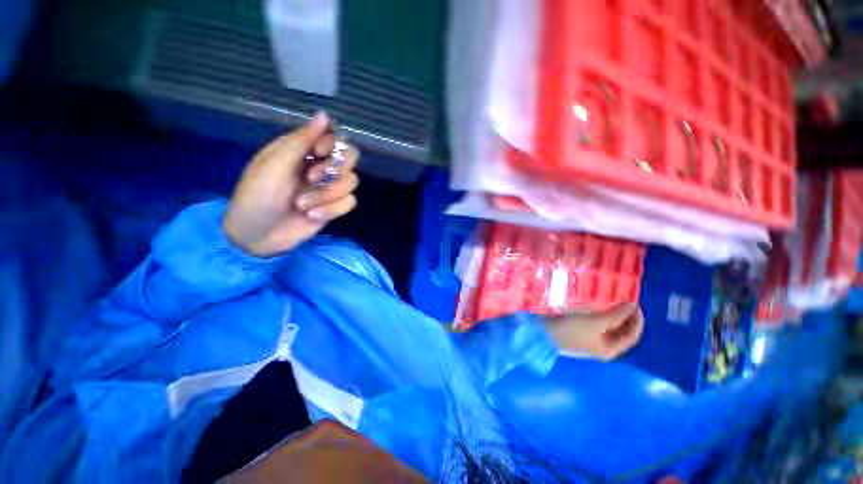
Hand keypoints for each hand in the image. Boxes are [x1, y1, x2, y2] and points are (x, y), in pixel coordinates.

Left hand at [223, 113, 359, 256]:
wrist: (257, 235)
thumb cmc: (257, 195)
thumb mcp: (275, 164)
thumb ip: (301, 140)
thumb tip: (324, 115)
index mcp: (303, 151)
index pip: (334, 137)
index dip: (332, 143)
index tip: (318, 152)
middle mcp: (320, 166)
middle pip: (351, 157)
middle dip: (335, 170)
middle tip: (312, 178)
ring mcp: (329, 188)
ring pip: (352, 182)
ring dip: (327, 195)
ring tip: (303, 205)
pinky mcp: (334, 207)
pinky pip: (350, 202)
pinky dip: (332, 210)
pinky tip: (312, 216)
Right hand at [543, 304, 643, 359]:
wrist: (544, 332)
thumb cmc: (572, 330)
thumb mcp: (596, 323)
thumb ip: (617, 315)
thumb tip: (632, 306)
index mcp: (610, 349)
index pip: (632, 336)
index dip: (637, 320)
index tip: (636, 303)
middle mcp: (602, 346)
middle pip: (620, 331)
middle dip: (625, 316)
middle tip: (624, 299)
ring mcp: (590, 339)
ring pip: (607, 325)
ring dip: (612, 313)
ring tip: (612, 299)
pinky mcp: (579, 331)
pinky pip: (596, 322)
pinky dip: (600, 313)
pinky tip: (596, 304)